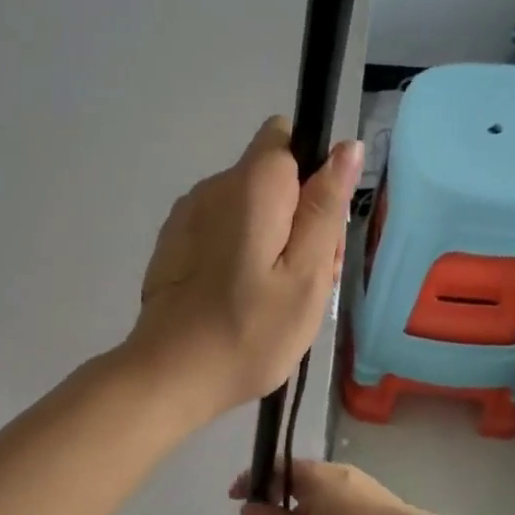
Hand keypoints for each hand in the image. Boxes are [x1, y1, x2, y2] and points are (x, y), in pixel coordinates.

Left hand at [125, 118, 361, 421]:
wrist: (169, 376)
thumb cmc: (250, 331)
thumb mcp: (307, 274)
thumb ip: (325, 207)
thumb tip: (345, 147)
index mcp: (249, 185)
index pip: (286, 139)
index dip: (312, 175)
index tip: (318, 229)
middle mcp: (212, 186)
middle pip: (272, 179)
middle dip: (297, 217)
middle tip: (303, 281)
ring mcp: (187, 215)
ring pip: (248, 208)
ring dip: (270, 240)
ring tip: (273, 298)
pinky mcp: (173, 243)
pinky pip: (221, 230)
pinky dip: (238, 254)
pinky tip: (239, 299)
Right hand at [230, 460, 419, 514]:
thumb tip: (246, 507)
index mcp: (310, 473)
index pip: (272, 467)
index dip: (251, 480)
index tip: (236, 497)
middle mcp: (333, 468)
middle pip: (296, 477)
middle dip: (278, 496)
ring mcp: (357, 480)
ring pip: (319, 490)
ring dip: (303, 507)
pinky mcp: (375, 496)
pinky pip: (339, 499)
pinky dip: (325, 512)